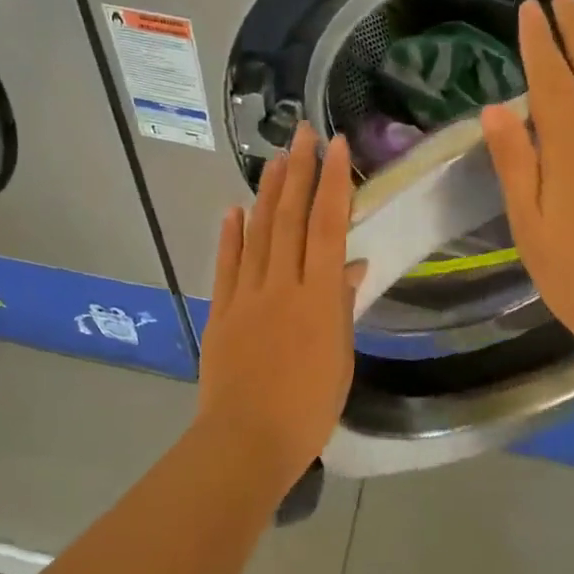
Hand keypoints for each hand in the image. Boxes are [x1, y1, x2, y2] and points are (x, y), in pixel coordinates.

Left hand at [195, 124, 365, 486]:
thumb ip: (342, 307)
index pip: (328, 227)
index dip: (332, 183)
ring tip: (275, 159)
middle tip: (300, 132)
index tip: (334, 147)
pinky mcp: (221, 311)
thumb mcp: (339, 358)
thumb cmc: (307, 408)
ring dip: (267, 193)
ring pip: (258, 233)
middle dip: (297, 172)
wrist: (247, 440)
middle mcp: (282, 285)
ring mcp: (246, 295)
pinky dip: (230, 235)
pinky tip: (234, 210)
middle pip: (290, 219)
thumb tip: (353, 267)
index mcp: (318, 297)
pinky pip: (227, 265)